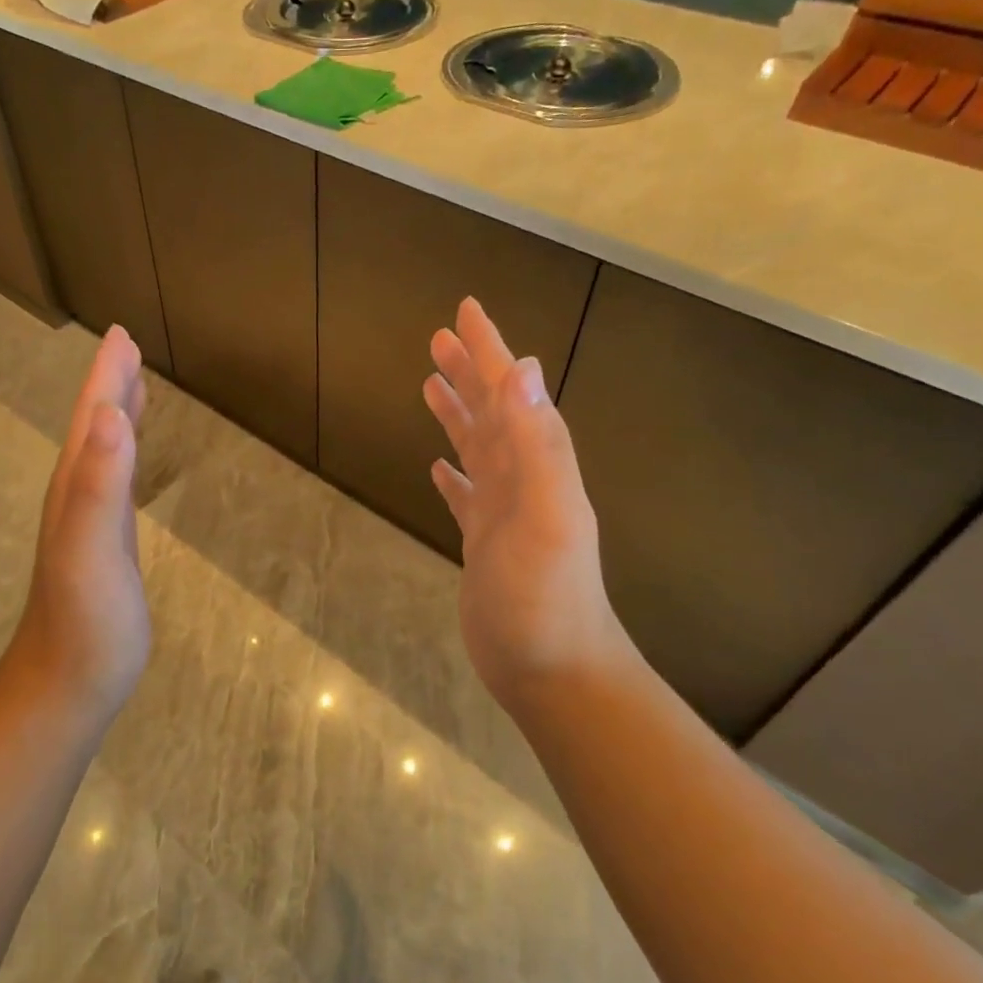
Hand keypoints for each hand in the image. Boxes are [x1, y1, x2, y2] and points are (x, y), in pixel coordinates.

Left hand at [8, 326, 150, 716]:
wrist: (68, 684)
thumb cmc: (86, 623)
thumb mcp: (92, 552)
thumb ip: (100, 485)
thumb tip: (112, 415)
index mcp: (76, 487)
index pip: (93, 418)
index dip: (106, 375)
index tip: (122, 334)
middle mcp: (78, 495)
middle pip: (95, 426)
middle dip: (110, 383)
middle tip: (128, 345)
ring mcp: (90, 521)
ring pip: (103, 451)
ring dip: (117, 414)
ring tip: (134, 385)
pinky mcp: (106, 544)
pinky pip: (116, 482)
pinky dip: (127, 456)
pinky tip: (133, 457)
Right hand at [423, 298, 636, 714]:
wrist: (552, 670)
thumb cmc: (546, 597)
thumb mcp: (547, 516)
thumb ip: (539, 445)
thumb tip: (524, 370)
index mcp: (537, 464)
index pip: (509, 393)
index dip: (488, 352)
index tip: (465, 312)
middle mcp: (522, 479)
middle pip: (492, 412)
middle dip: (468, 372)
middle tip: (438, 339)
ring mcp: (502, 512)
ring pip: (476, 448)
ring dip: (457, 415)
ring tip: (429, 386)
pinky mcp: (483, 543)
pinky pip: (465, 496)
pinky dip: (453, 475)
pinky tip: (438, 468)